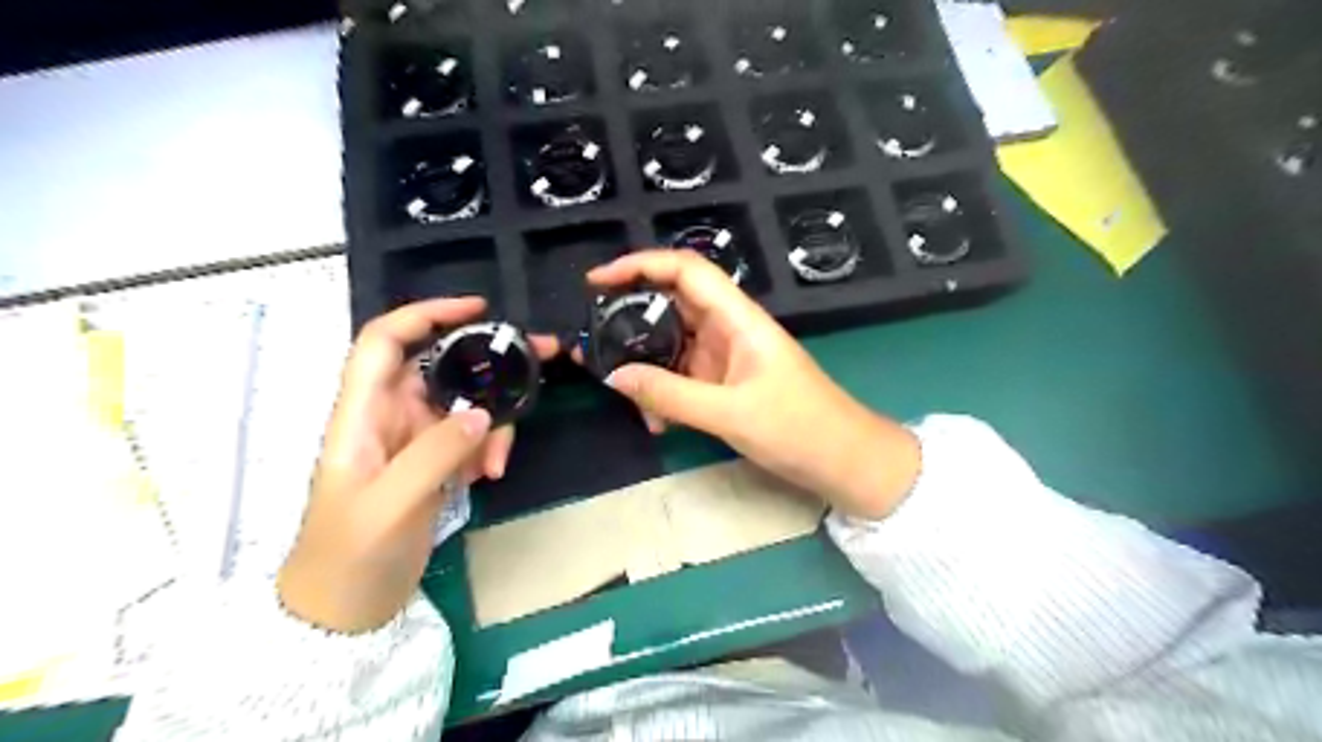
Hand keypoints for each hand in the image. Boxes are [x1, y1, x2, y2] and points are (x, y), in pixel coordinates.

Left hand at [281, 299, 554, 634]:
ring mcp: (413, 440)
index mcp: (361, 415)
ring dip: (492, 422)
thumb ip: (435, 454)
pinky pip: (470, 436)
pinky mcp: (432, 462)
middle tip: (541, 359)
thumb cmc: (350, 556)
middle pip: (439, 365)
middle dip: (486, 361)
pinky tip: (488, 476)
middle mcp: (387, 416)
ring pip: (463, 403)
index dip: (425, 314)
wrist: (344, 610)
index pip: (384, 342)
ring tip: (498, 462)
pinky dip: (487, 448)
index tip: (477, 310)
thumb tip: (483, 413)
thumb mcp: (391, 505)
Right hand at [589, 252, 919, 519]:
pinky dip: (664, 393)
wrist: (844, 461)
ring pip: (672, 345)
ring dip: (646, 367)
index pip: (686, 270)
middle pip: (671, 304)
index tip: (597, 281)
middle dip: (630, 320)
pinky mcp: (724, 383)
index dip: (640, 264)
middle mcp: (729, 329)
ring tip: (625, 396)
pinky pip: (682, 376)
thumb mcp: (730, 414)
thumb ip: (669, 395)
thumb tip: (613, 376)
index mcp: (738, 318)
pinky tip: (657, 422)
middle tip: (592, 341)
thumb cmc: (798, 428)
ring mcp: (726, 357)